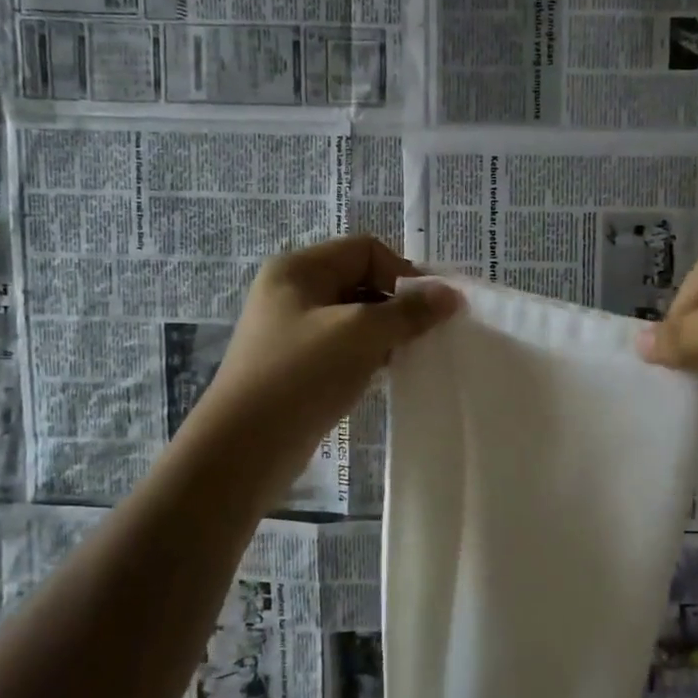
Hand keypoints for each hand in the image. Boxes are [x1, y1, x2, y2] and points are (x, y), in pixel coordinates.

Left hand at [180, 236, 459, 507]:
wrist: (245, 447)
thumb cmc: (302, 374)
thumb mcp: (361, 333)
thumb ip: (409, 311)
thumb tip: (452, 294)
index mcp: (298, 269)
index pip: (366, 250)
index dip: (404, 272)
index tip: (432, 307)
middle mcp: (293, 292)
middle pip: (361, 280)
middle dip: (399, 303)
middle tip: (429, 333)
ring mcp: (293, 331)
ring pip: (356, 317)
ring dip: (387, 331)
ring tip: (412, 355)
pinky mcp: (299, 365)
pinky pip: (345, 347)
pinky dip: (370, 354)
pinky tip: (387, 374)